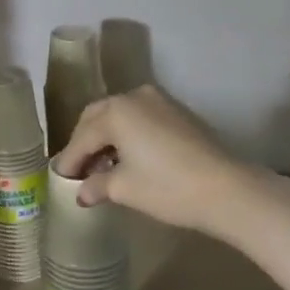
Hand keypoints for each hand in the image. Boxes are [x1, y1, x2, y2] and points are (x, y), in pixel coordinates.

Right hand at [56, 85, 255, 235]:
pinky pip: (140, 118)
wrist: (228, 189)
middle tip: (78, 169)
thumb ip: (97, 186)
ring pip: (120, 115)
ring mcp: (158, 101)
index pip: (82, 137)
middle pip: (97, 117)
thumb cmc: (168, 188)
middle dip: (85, 142)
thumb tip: (82, 192)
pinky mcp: (177, 111)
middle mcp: (133, 97)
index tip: (61, 178)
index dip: (70, 160)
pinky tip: (128, 158)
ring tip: (102, 166)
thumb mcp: (125, 189)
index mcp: (115, 112)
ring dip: (107, 137)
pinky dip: (128, 134)